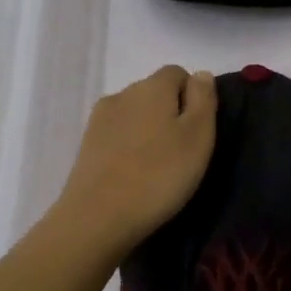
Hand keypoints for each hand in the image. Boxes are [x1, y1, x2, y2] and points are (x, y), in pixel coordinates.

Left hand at [49, 66, 217, 256]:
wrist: (98, 217)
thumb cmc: (159, 175)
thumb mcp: (198, 136)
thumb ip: (203, 99)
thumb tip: (201, 74)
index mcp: (152, 86)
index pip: (178, 73)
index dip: (193, 97)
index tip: (199, 132)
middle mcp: (123, 93)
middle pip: (154, 92)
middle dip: (170, 113)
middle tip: (182, 152)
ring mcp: (100, 119)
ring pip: (134, 114)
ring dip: (148, 131)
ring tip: (157, 166)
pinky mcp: (86, 144)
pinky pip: (117, 135)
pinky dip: (129, 147)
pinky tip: (134, 174)